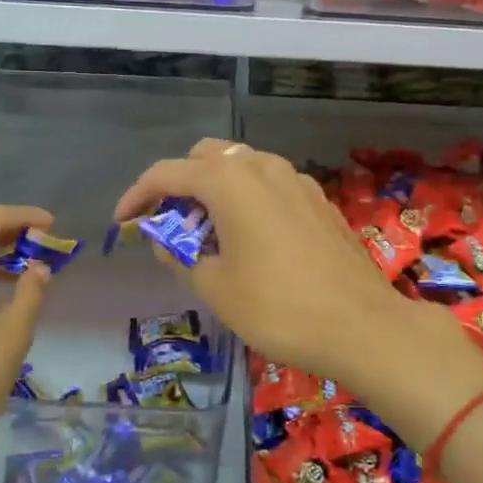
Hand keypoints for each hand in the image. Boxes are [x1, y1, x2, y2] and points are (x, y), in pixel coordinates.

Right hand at [114, 139, 453, 390]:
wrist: (360, 324)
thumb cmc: (277, 307)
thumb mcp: (215, 287)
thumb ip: (181, 255)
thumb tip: (166, 240)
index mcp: (230, 180)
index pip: (169, 173)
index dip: (138, 194)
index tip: (122, 220)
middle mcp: (263, 167)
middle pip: (207, 158)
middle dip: (181, 184)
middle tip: (170, 225)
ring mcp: (296, 180)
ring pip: (242, 168)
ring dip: (216, 190)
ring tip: (208, 234)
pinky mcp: (318, 200)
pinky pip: (270, 185)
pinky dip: (248, 199)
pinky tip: (250, 239)